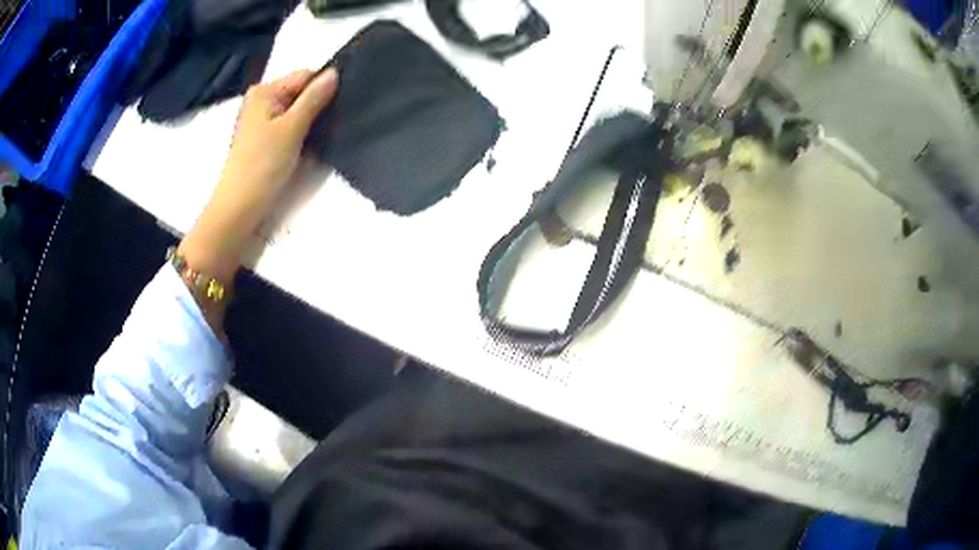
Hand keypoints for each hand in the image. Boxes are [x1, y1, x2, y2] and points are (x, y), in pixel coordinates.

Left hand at [177, 69, 337, 329]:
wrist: (239, 208)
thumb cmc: (263, 165)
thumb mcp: (292, 127)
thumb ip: (314, 98)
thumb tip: (335, 72)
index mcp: (265, 91)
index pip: (305, 76)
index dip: (324, 88)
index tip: (339, 106)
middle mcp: (261, 100)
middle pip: (300, 92)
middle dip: (318, 106)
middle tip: (331, 125)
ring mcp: (261, 120)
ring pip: (297, 111)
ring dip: (311, 122)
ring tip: (320, 138)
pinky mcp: (264, 139)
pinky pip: (289, 127)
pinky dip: (300, 134)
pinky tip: (308, 147)